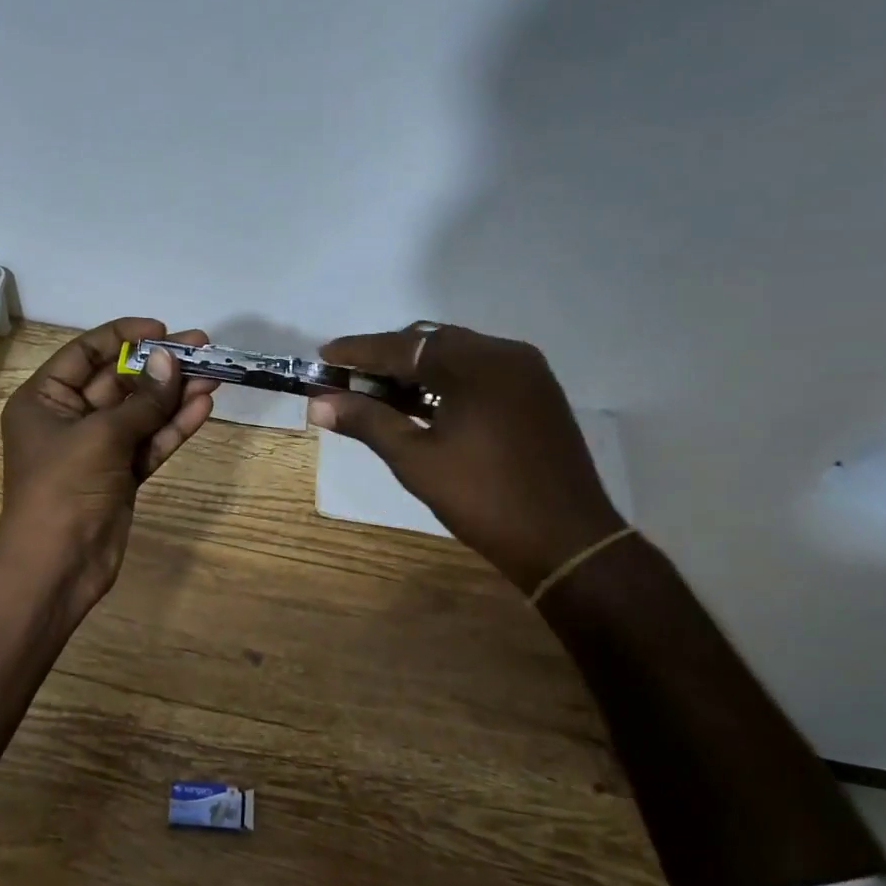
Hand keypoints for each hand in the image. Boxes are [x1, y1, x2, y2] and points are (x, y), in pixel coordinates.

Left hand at [0, 318, 217, 606]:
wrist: (58, 565)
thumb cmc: (64, 489)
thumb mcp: (101, 436)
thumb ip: (141, 400)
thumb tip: (171, 360)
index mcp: (44, 400)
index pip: (85, 354)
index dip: (123, 337)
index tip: (162, 330)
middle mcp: (68, 419)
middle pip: (118, 382)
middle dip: (159, 366)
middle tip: (203, 349)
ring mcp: (97, 450)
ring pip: (140, 414)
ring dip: (174, 396)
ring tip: (214, 376)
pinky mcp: (120, 476)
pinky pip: (148, 443)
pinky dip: (172, 428)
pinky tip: (202, 408)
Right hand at [307, 325, 623, 592]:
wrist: (566, 542)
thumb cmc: (483, 499)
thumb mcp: (416, 460)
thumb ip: (368, 422)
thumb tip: (318, 403)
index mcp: (479, 364)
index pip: (405, 346)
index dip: (359, 352)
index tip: (323, 356)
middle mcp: (507, 356)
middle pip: (432, 343)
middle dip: (387, 360)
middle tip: (348, 381)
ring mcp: (527, 376)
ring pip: (457, 358)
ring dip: (415, 373)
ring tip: (377, 396)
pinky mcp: (536, 397)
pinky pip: (479, 376)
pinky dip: (444, 384)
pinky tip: (421, 408)